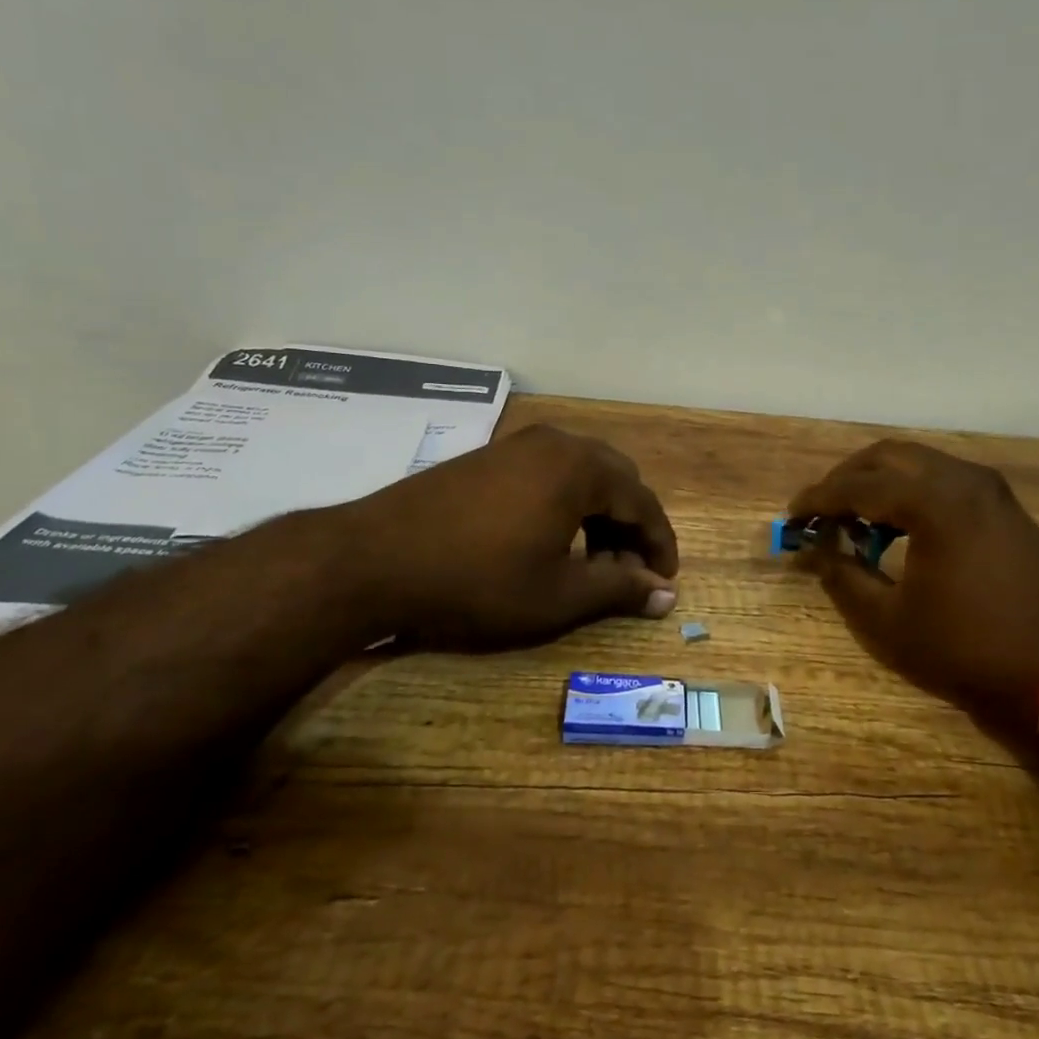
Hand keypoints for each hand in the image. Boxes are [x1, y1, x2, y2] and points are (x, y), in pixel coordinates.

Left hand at [340, 424, 678, 652]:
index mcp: (580, 468)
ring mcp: (518, 445)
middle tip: (626, 573)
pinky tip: (548, 541)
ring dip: (598, 515)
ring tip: (589, 562)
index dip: (659, 545)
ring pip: (582, 474)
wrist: (372, 559)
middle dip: (629, 527)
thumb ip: (619, 590)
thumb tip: (667, 594)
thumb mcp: (557, 596)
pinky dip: (566, 504)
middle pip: (616, 480)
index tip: (665, 582)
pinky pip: (549, 473)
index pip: (643, 502)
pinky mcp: (489, 456)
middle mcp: (556, 443)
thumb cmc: (476, 581)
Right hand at [789, 440, 1038, 713]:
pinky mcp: (1005, 505)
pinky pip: (944, 478)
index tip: (791, 515)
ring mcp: (989, 489)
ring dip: (880, 480)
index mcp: (932, 501)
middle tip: (821, 509)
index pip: (858, 486)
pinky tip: (900, 525)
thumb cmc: (969, 649)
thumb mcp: (890, 623)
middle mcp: (962, 479)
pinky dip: (911, 490)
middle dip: (847, 477)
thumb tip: (815, 552)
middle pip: (888, 456)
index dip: (818, 499)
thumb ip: (844, 579)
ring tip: (855, 517)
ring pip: (919, 461)